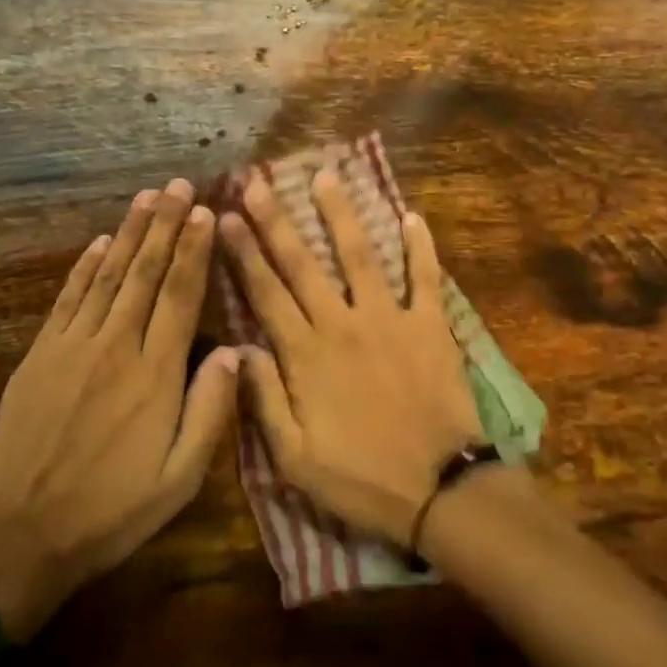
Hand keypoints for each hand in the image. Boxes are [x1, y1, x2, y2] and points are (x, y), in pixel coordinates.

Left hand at [0, 180, 239, 638]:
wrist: (15, 540)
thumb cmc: (109, 513)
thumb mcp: (178, 480)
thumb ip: (211, 411)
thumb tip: (237, 351)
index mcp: (155, 373)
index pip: (180, 295)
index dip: (194, 250)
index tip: (205, 211)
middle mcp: (116, 345)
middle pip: (145, 272)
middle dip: (164, 224)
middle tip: (177, 185)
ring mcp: (72, 346)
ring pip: (108, 274)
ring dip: (129, 232)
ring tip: (145, 197)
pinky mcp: (40, 355)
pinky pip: (68, 298)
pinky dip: (85, 266)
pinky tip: (99, 242)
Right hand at [219, 156, 483, 546]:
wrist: (440, 489)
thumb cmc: (362, 479)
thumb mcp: (295, 459)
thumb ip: (264, 400)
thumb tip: (238, 348)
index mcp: (306, 355)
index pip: (266, 293)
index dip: (243, 253)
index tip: (226, 216)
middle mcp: (342, 323)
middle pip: (302, 263)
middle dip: (276, 220)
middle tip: (258, 182)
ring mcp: (389, 318)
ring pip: (359, 255)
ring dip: (341, 214)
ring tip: (326, 176)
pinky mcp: (429, 324)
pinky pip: (425, 277)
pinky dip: (420, 247)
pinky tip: (412, 216)